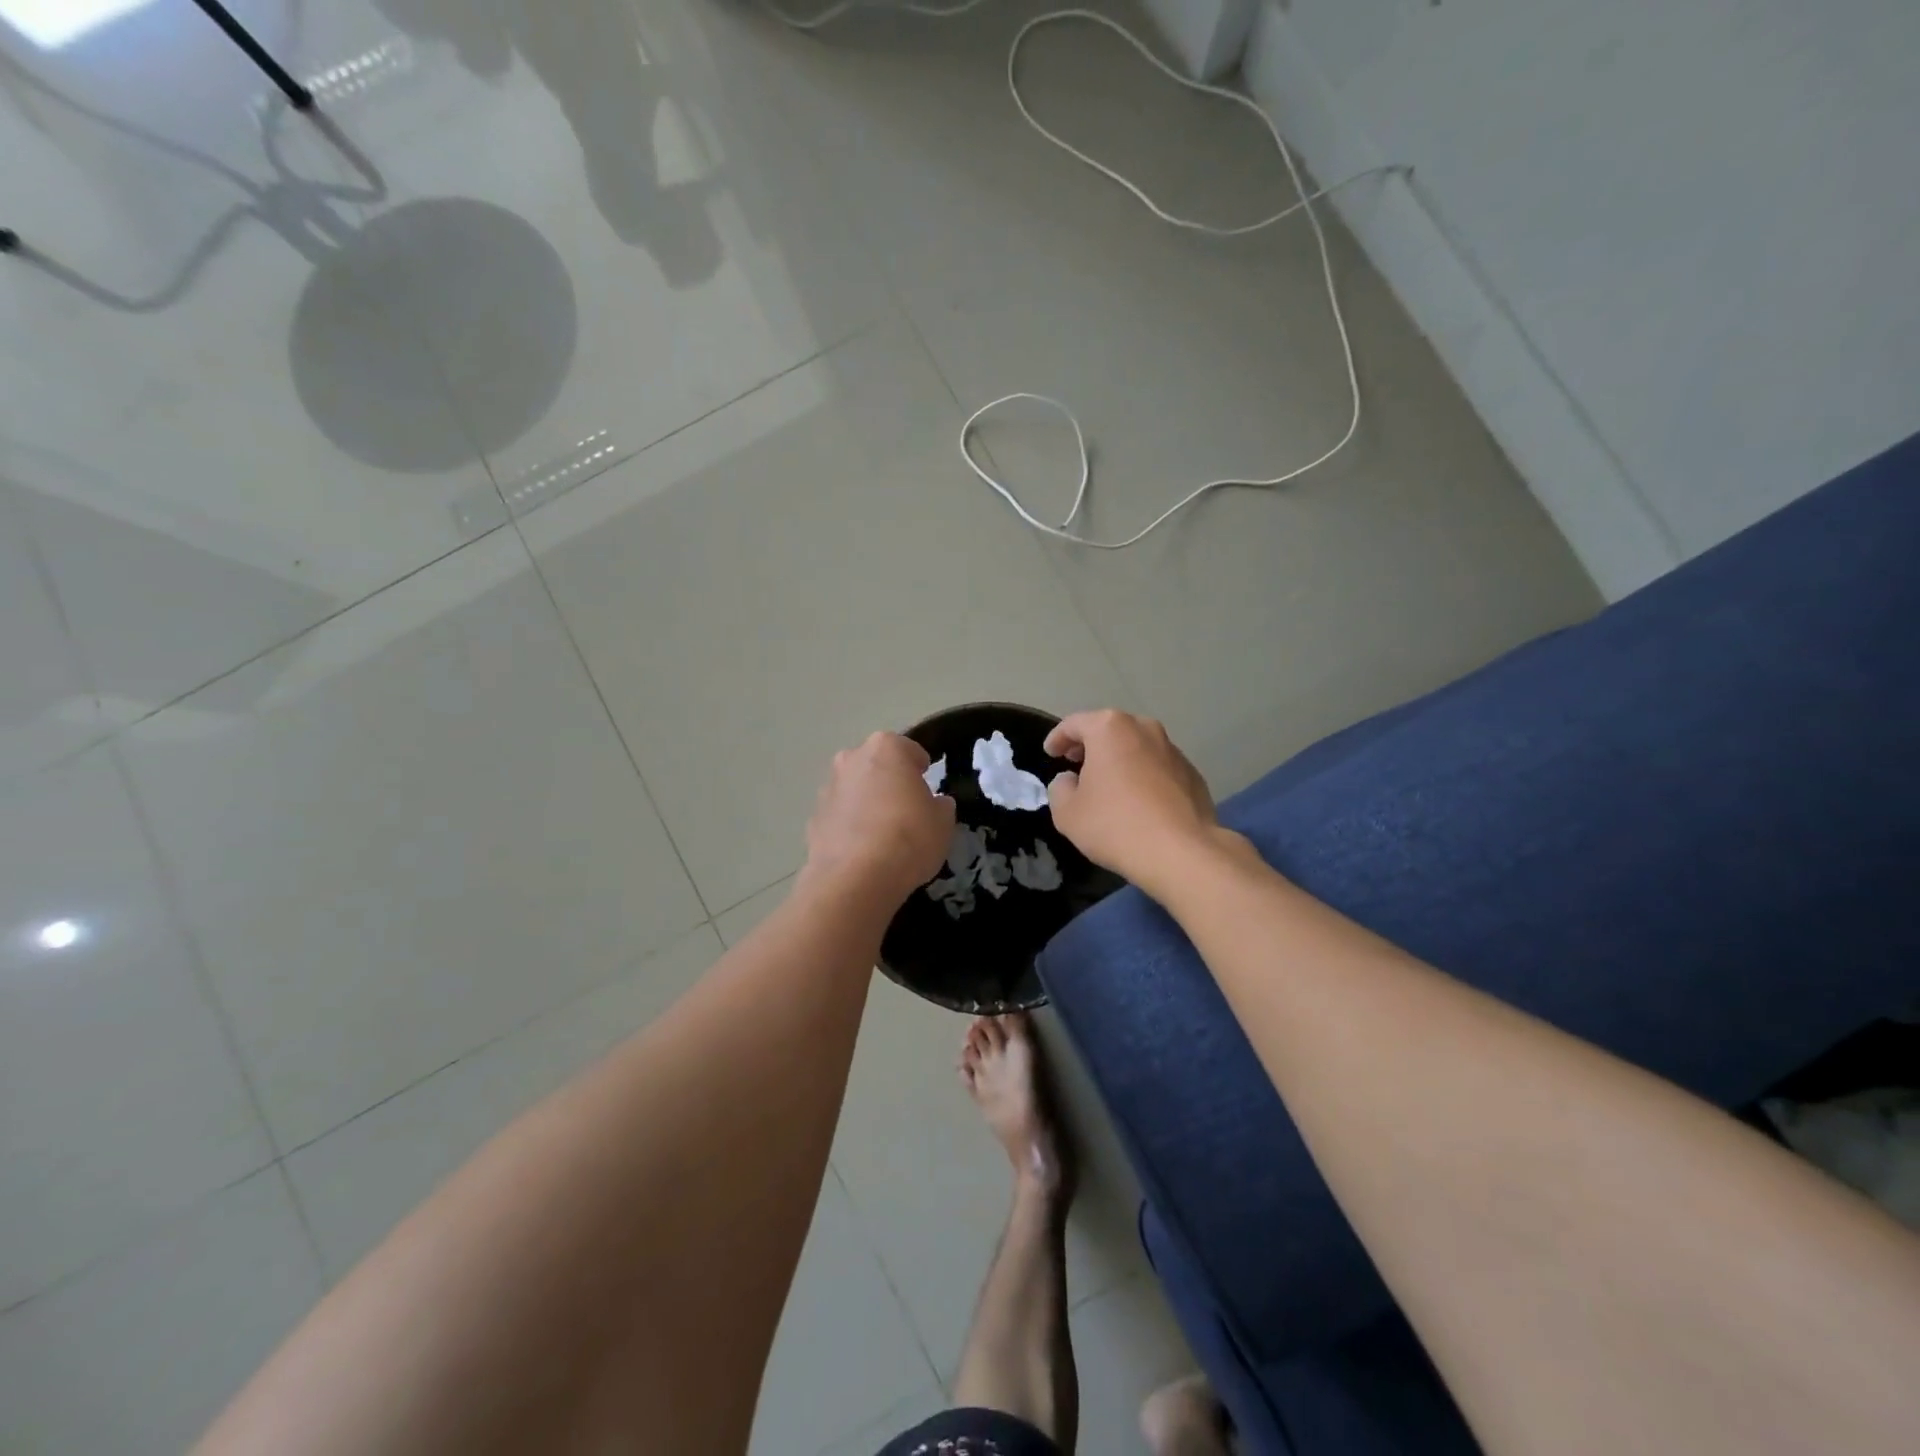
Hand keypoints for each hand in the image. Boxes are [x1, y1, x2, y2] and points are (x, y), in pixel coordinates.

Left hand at [803, 732, 955, 905]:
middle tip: (906, 809)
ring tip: (883, 834)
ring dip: (866, 803)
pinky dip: (850, 827)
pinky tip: (863, 852)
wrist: (856, 878)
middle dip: (889, 781)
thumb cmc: (909, 837)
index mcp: (886, 748)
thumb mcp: (943, 821)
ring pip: (854, 790)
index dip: (921, 769)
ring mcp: (828, 788)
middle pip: (876, 765)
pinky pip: (840, 817)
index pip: (909, 750)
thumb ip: (939, 805)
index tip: (928, 787)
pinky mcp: (813, 819)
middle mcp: (851, 759)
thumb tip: (934, 804)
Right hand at [1045, 710, 1224, 897]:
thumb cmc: (1115, 825)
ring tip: (1108, 784)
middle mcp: (1144, 729)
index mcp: (1109, 729)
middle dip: (1090, 745)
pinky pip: (1158, 768)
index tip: (1050, 753)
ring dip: (1119, 760)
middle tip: (1075, 763)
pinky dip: (1143, 776)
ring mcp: (1173, 750)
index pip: (1074, 723)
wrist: (1181, 853)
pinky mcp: (1192, 774)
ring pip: (1136, 747)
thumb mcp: (1067, 812)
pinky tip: (1138, 802)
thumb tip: (1070, 780)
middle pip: (1109, 730)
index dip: (1057, 738)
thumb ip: (1060, 788)